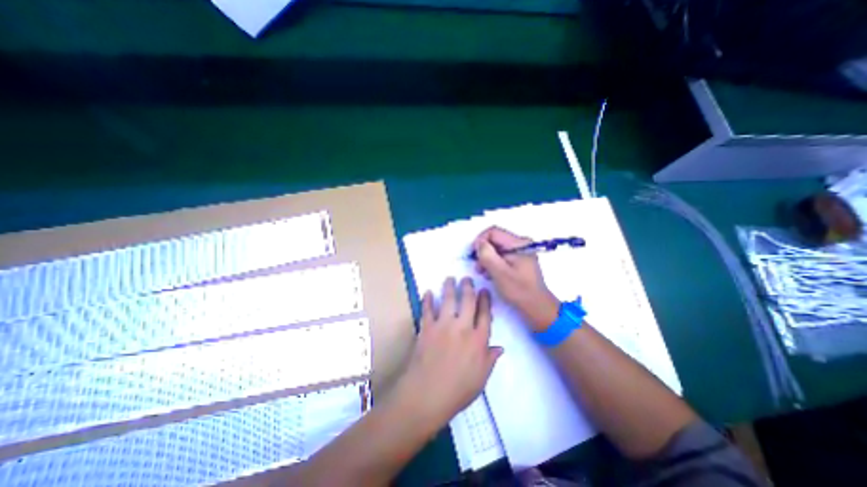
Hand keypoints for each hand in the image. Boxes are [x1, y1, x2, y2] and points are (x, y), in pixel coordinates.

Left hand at [392, 278, 500, 430]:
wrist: (427, 394)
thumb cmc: (457, 390)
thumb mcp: (481, 379)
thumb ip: (490, 360)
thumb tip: (500, 347)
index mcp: (478, 340)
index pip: (484, 314)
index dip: (485, 300)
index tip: (484, 290)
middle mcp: (462, 327)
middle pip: (467, 301)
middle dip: (468, 287)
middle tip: (467, 278)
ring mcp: (443, 325)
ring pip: (448, 299)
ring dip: (449, 286)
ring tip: (450, 278)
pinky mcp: (427, 327)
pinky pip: (427, 309)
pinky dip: (427, 299)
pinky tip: (428, 292)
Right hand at [474, 227, 561, 331]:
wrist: (537, 307)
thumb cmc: (519, 290)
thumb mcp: (500, 272)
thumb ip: (487, 255)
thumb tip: (478, 243)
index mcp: (519, 243)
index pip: (493, 232)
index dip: (480, 241)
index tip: (473, 255)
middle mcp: (521, 244)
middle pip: (495, 239)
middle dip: (483, 251)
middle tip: (478, 267)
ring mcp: (521, 252)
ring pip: (497, 248)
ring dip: (487, 258)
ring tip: (483, 272)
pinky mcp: (519, 260)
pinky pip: (502, 255)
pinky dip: (494, 263)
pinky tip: (491, 274)